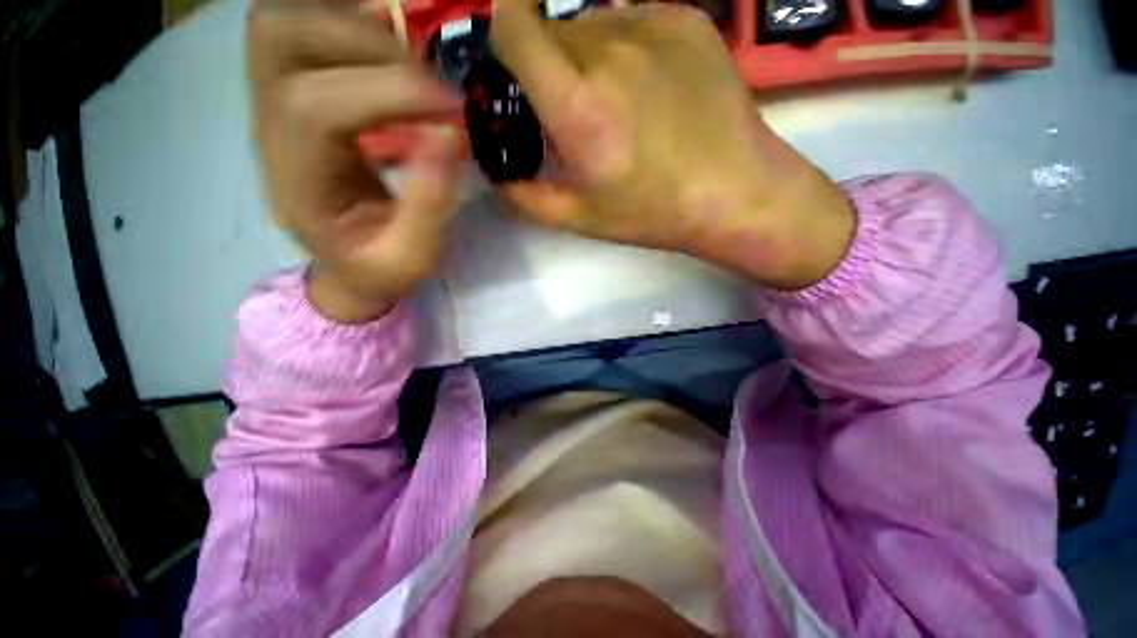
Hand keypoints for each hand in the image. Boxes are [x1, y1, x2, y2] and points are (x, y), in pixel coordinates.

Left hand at [249, 3, 463, 322]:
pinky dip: (351, 27)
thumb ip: (429, 206)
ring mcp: (274, 102)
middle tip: (430, 84)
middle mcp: (270, 128)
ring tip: (413, 71)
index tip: (451, 109)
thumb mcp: (411, 257)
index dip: (387, 93)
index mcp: (297, 182)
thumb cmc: (378, 269)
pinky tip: (393, 61)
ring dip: (356, 28)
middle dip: (367, 45)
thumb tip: (450, 137)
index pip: (315, 106)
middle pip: (283, 37)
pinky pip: (305, 27)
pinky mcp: (293, 91)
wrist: (346, 264)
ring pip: (287, 19)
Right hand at [491, 3, 854, 289]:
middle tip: (572, 110)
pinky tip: (650, 88)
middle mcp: (609, 48)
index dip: (503, 37)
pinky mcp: (686, 19)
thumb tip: (498, 178)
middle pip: (551, 30)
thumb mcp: (581, 218)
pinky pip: (633, 20)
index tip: (512, 69)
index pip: (513, 25)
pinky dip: (625, 47)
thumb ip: (527, 197)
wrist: (733, 192)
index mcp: (577, 103)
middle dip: (548, 65)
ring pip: (591, 23)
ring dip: (587, 56)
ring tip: (617, 104)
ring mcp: (652, 25)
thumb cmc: (652, 212)